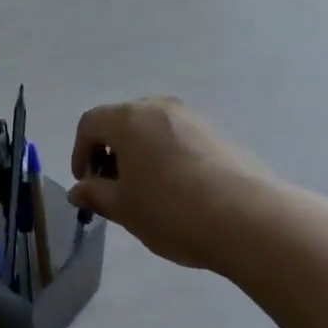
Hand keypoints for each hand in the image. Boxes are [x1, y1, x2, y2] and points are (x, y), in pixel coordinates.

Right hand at [69, 97, 274, 269]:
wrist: (248, 219)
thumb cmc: (171, 210)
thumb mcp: (124, 208)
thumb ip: (96, 195)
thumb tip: (79, 190)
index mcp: (129, 120)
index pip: (90, 124)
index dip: (80, 152)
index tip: (86, 183)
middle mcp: (160, 108)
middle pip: (122, 121)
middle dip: (110, 151)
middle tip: (112, 186)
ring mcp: (193, 118)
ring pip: (152, 129)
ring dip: (139, 153)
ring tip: (145, 191)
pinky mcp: (219, 134)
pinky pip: (179, 138)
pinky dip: (166, 156)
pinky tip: (176, 190)